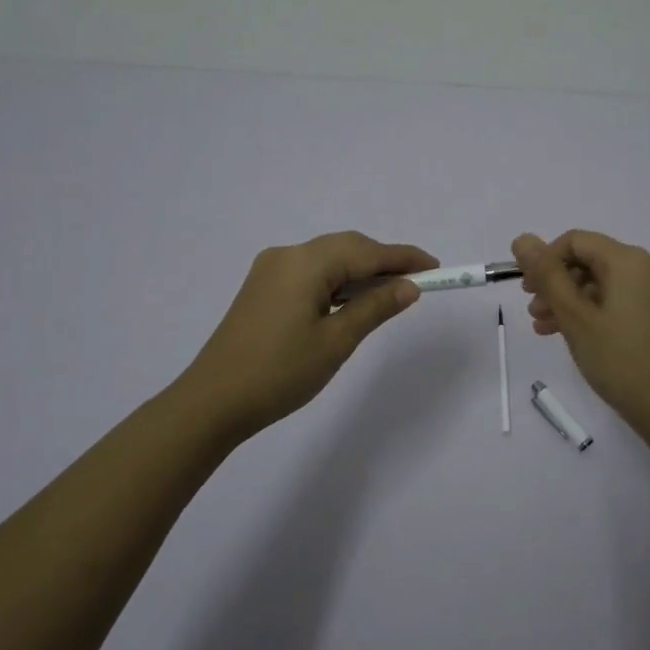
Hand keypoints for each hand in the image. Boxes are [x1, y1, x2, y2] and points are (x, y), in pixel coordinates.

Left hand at [180, 232, 436, 441]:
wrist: (212, 402)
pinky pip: (311, 272)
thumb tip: (409, 287)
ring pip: (328, 259)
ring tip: (391, 293)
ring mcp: (270, 270)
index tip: (436, 267)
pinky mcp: (262, 288)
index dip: (403, 258)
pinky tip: (352, 300)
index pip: (366, 251)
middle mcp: (287, 255)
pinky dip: (337, 281)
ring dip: (360, 271)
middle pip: (346, 247)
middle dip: (383, 261)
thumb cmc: (279, 372)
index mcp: (305, 263)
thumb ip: (375, 307)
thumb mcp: (336, 341)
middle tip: (417, 282)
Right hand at [512, 230, 649, 442]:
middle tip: (533, 311)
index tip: (527, 290)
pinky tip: (571, 334)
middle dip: (557, 283)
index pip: (576, 241)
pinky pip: (621, 299)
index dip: (545, 260)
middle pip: (591, 261)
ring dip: (572, 300)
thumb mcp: (576, 317)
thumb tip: (522, 239)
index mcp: (630, 260)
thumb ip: (547, 275)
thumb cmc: (621, 361)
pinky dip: (595, 310)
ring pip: (604, 282)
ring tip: (545, 328)